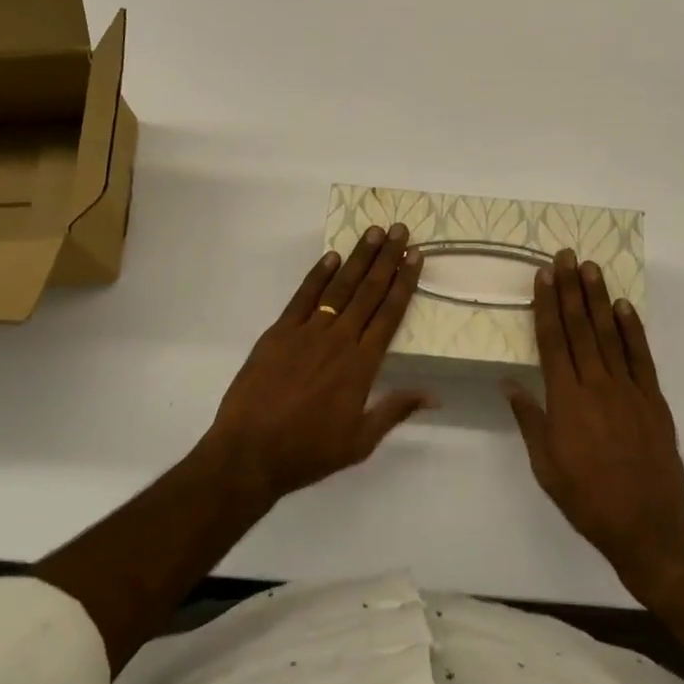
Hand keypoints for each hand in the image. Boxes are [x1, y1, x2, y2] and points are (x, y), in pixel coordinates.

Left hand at [201, 225, 431, 505]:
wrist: (250, 453)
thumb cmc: (309, 451)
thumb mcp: (360, 442)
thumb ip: (395, 410)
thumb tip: (434, 395)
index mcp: (362, 365)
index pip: (389, 314)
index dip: (404, 282)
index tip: (415, 256)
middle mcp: (338, 340)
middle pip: (368, 292)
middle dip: (387, 259)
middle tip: (400, 230)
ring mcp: (306, 332)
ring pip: (339, 287)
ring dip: (358, 258)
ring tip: (373, 232)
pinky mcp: (278, 332)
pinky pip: (302, 297)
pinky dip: (317, 275)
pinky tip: (331, 257)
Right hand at [502, 251, 683, 594]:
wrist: (646, 525)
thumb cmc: (586, 498)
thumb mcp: (545, 464)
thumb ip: (530, 418)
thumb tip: (508, 382)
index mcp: (566, 400)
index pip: (553, 340)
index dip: (547, 305)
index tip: (543, 275)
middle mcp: (596, 385)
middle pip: (580, 328)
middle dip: (571, 289)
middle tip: (566, 256)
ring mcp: (629, 389)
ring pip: (610, 334)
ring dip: (599, 299)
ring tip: (591, 268)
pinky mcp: (653, 399)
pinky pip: (641, 356)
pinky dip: (633, 329)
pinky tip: (624, 306)